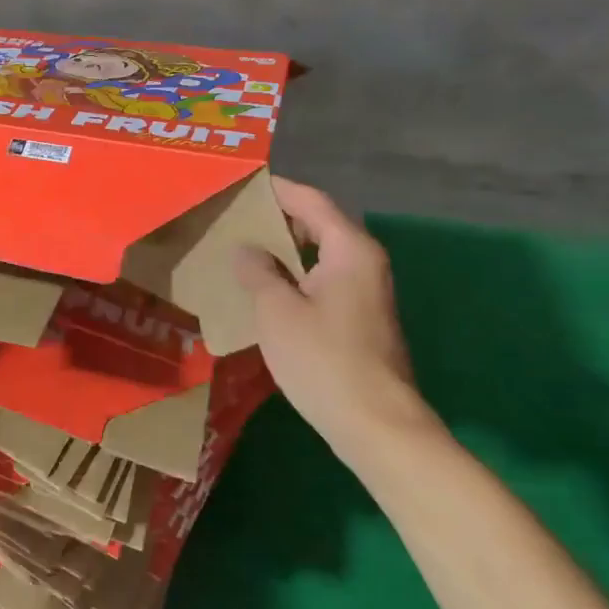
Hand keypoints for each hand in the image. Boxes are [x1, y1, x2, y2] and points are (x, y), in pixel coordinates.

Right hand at [235, 177, 427, 452]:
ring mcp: (365, 293)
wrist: (374, 424)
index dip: (278, 190)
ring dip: (283, 252)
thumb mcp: (277, 310)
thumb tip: (246, 249)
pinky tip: (264, 292)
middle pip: (318, 226)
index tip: (244, 184)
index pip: (311, 201)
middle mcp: (364, 263)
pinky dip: (294, 277)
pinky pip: (322, 282)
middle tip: (233, 219)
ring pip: (319, 256)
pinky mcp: (360, 320)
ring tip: (241, 252)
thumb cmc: (323, 359)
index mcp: (349, 250)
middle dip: (277, 220)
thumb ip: (259, 272)